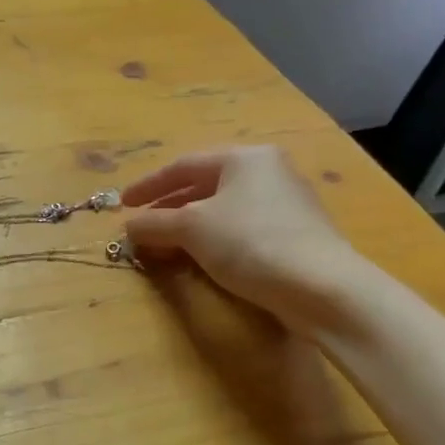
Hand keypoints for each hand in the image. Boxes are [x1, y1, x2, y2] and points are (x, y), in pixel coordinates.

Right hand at [121, 146, 369, 329]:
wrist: (321, 287)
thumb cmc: (250, 242)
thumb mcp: (191, 228)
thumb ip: (155, 223)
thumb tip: (129, 226)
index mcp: (245, 157)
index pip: (183, 165)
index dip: (148, 186)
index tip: (123, 204)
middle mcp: (269, 171)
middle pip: (204, 186)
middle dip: (168, 207)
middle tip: (142, 227)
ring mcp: (287, 203)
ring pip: (223, 209)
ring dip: (189, 226)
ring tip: (165, 246)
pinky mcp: (296, 234)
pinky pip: (241, 228)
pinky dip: (213, 239)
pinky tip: (201, 258)